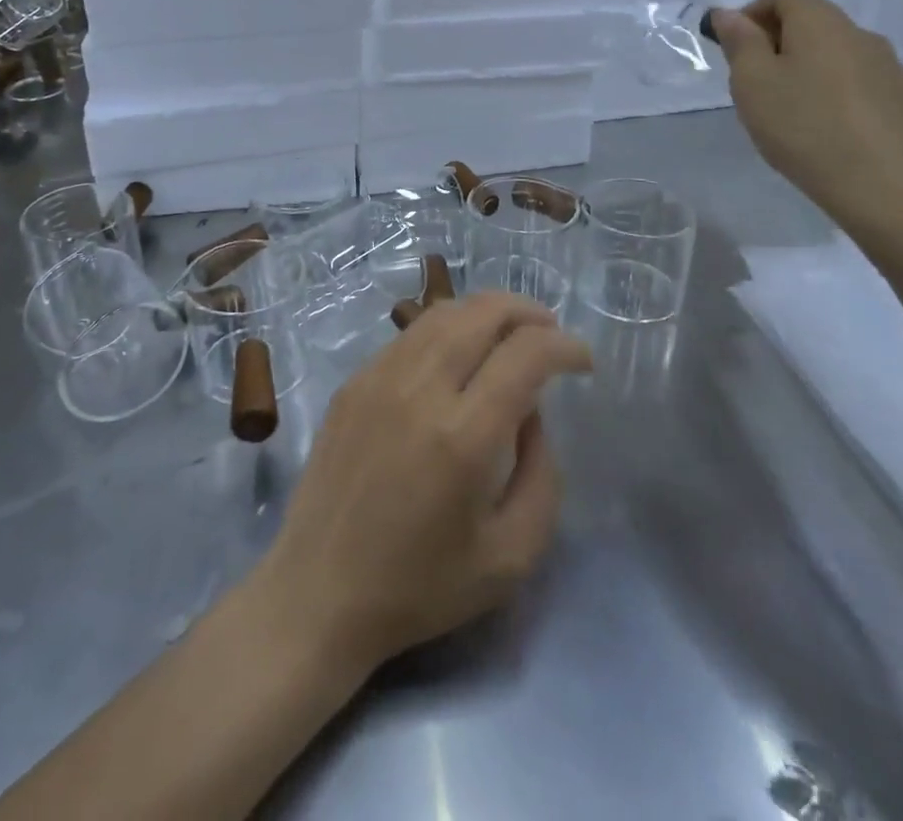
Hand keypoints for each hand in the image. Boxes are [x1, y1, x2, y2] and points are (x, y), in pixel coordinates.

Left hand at [253, 292, 592, 674]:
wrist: (318, 589)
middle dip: (528, 312)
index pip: (525, 354)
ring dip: (486, 312)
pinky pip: (410, 334)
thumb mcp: (511, 557)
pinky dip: (447, 327)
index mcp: (463, 436)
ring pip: (443, 313)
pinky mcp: (354, 380)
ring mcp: (379, 377)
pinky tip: (458, 353)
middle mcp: (419, 389)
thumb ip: (541, 475)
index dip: (565, 346)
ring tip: (510, 332)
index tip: (583, 361)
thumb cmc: (420, 586)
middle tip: (551, 332)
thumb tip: (531, 411)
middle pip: (482, 313)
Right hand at [712, 0, 902, 239]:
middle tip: (752, 86)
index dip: (753, 12)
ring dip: (806, 69)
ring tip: (787, 113)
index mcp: (823, 23)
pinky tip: (823, 132)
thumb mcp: (752, 84)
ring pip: (836, 54)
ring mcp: (890, 69)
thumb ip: (740, 43)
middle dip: (777, 43)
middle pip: (813, 21)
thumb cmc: (805, 129)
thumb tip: (729, 13)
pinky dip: (833, 93)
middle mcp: (862, 35)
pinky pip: (858, 83)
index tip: (734, 50)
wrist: (887, 191)